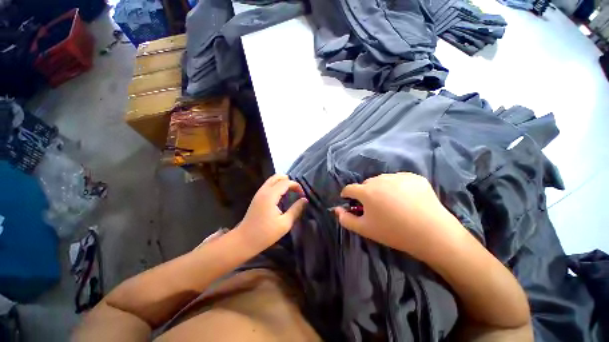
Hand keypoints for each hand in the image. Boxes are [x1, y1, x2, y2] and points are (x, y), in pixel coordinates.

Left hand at [237, 174, 307, 248]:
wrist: (244, 241)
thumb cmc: (265, 234)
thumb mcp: (285, 224)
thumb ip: (296, 209)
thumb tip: (305, 200)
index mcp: (270, 195)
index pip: (286, 182)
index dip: (296, 186)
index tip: (303, 195)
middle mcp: (264, 190)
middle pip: (277, 176)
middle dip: (289, 181)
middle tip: (296, 191)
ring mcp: (259, 193)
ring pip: (272, 180)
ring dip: (283, 183)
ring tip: (291, 193)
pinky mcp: (257, 197)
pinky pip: (269, 185)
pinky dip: (277, 186)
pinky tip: (282, 197)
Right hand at [334, 172, 466, 262]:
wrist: (432, 233)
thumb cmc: (394, 232)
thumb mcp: (365, 229)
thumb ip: (346, 219)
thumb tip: (336, 210)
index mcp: (366, 191)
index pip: (349, 189)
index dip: (347, 195)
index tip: (349, 200)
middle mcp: (380, 179)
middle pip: (366, 184)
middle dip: (365, 193)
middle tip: (374, 206)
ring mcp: (398, 176)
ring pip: (382, 180)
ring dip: (381, 189)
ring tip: (391, 202)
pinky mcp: (414, 177)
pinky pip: (399, 179)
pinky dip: (397, 186)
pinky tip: (406, 198)